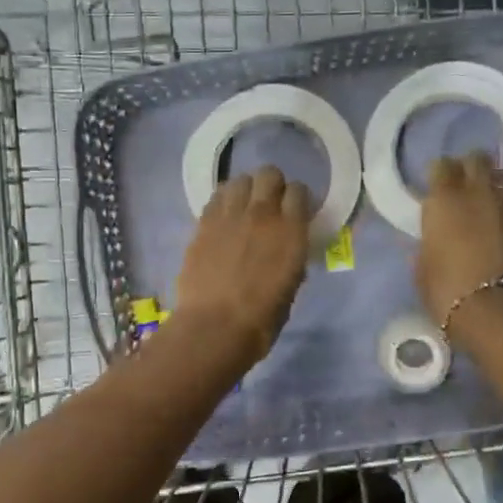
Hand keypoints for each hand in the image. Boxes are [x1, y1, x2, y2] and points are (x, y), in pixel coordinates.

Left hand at [172, 165, 311, 368]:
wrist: (214, 328)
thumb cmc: (261, 320)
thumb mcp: (290, 288)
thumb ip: (291, 259)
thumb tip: (286, 250)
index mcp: (291, 231)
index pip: (299, 191)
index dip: (298, 199)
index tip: (296, 211)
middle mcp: (262, 214)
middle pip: (269, 174)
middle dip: (272, 185)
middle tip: (270, 205)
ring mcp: (229, 215)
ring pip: (240, 180)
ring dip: (245, 190)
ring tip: (243, 208)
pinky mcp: (203, 223)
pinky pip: (216, 198)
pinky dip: (223, 202)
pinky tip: (223, 219)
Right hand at [415, 152, 502, 327]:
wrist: (498, 312)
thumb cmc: (447, 291)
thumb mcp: (422, 268)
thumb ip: (427, 244)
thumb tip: (432, 240)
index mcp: (445, 199)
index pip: (442, 165)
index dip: (438, 175)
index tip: (434, 189)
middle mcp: (479, 192)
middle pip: (477, 160)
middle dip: (468, 169)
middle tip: (461, 189)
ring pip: (502, 177)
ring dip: (491, 184)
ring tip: (484, 203)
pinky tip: (502, 225)